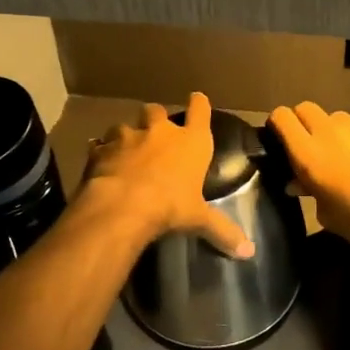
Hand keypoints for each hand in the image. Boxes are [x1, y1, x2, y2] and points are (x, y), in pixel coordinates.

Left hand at [80, 93, 254, 257]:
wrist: (122, 205)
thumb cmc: (170, 206)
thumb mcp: (198, 220)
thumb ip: (223, 231)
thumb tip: (249, 251)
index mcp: (191, 142)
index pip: (200, 111)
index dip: (199, 104)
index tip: (197, 98)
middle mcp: (160, 131)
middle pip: (157, 111)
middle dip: (156, 118)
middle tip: (156, 132)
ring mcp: (128, 137)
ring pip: (125, 125)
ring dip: (126, 136)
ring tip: (126, 150)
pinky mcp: (101, 149)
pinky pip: (100, 146)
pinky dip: (102, 152)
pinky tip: (101, 163)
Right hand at [267, 102, 349, 252]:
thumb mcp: (326, 215)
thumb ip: (309, 192)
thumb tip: (299, 183)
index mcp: (309, 153)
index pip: (282, 117)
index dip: (277, 124)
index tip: (278, 138)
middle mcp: (331, 133)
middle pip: (306, 108)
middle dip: (302, 121)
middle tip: (306, 144)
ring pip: (336, 118)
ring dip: (331, 130)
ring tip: (339, 154)